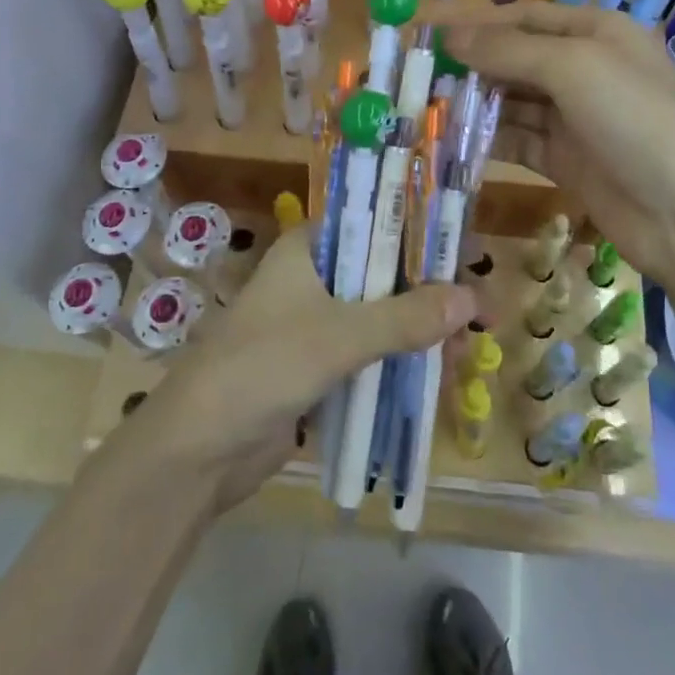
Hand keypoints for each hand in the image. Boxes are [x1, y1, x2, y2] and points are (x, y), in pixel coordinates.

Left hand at [138, 227, 477, 513]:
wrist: (196, 451)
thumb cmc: (263, 366)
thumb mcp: (340, 336)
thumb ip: (406, 317)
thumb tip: (472, 299)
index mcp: (308, 248)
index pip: (374, 223)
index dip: (420, 235)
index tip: (463, 253)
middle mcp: (312, 278)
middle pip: (382, 274)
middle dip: (429, 294)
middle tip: (479, 313)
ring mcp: (312, 324)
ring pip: (378, 318)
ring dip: (419, 333)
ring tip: (467, 352)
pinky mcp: (314, 368)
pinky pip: (367, 356)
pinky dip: (398, 364)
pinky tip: (436, 376)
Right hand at [438, 3, 674, 291]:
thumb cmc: (636, 118)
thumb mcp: (574, 67)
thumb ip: (509, 50)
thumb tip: (451, 36)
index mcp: (596, 31)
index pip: (525, 16)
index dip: (477, 22)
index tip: (427, 31)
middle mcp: (585, 69)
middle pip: (516, 58)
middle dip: (471, 65)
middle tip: (416, 76)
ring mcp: (576, 118)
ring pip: (513, 102)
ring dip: (474, 103)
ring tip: (424, 108)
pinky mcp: (567, 161)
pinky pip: (518, 141)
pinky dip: (487, 139)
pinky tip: (451, 141)